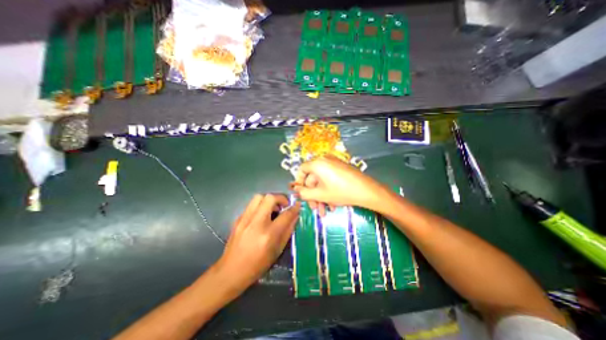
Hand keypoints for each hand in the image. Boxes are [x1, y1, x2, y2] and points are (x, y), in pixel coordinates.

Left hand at [215, 194, 299, 292]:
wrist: (230, 271)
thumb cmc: (257, 265)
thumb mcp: (277, 250)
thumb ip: (288, 231)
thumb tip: (295, 216)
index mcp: (268, 234)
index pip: (285, 215)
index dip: (294, 208)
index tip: (298, 205)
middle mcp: (256, 223)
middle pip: (270, 198)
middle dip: (281, 198)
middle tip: (284, 205)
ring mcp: (245, 219)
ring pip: (259, 197)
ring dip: (269, 200)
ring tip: (273, 208)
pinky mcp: (238, 219)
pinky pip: (251, 205)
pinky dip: (260, 206)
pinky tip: (262, 216)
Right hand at [289, 156, 384, 214]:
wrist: (367, 191)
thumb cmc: (341, 191)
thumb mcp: (320, 194)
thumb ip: (304, 193)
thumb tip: (297, 191)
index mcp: (317, 163)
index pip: (301, 170)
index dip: (299, 182)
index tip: (300, 193)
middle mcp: (325, 160)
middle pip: (313, 178)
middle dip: (313, 195)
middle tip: (315, 208)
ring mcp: (334, 164)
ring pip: (322, 181)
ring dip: (321, 196)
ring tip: (325, 211)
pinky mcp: (341, 169)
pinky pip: (330, 179)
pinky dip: (328, 191)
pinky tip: (332, 204)